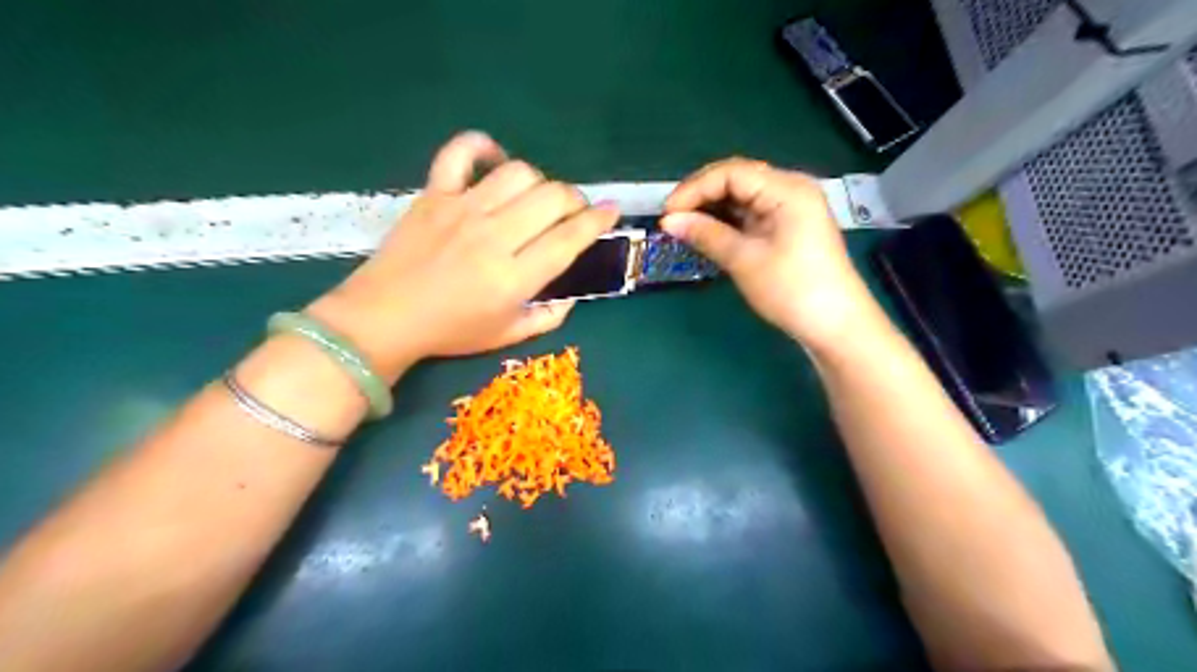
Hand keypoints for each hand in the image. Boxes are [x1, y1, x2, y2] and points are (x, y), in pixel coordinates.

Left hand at [307, 130, 615, 379]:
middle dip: (575, 200)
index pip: (569, 238)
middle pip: (552, 197)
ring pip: (518, 173)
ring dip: (539, 182)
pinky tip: (494, 160)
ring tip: (534, 198)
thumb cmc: (450, 332)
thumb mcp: (508, 336)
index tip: (612, 211)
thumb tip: (572, 295)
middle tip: (572, 212)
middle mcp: (494, 236)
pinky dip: (482, 146)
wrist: (383, 319)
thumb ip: (549, 317)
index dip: (599, 221)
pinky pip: (460, 152)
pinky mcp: (434, 194)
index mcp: (513, 277)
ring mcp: (462, 209)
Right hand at [665, 159, 876, 352]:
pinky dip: (727, 221)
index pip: (731, 172)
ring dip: (712, 209)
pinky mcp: (787, 226)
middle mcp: (790, 189)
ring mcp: (790, 208)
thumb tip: (669, 221)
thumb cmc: (791, 289)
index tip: (667, 213)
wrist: (835, 325)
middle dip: (701, 195)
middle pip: (737, 179)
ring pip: (742, 196)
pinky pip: (751, 213)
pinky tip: (708, 232)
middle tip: (672, 219)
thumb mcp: (744, 260)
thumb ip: (706, 234)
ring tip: (684, 226)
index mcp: (786, 189)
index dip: (694, 188)